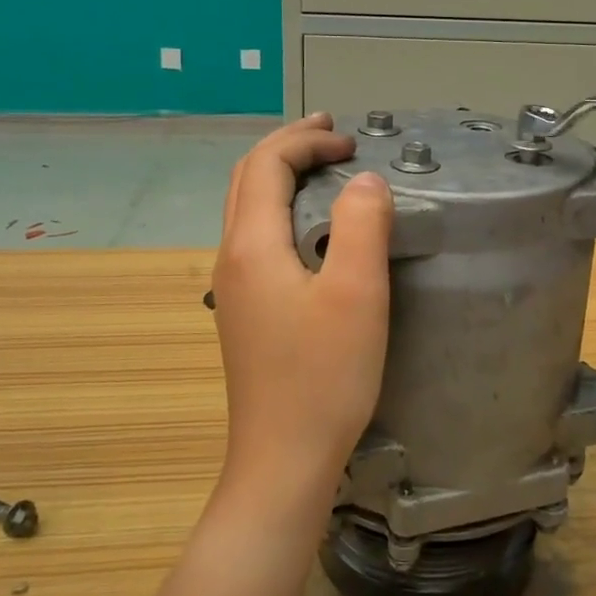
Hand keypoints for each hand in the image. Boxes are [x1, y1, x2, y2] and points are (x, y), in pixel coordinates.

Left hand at [211, 114, 392, 516]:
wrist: (283, 459)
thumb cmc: (323, 377)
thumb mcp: (356, 293)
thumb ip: (361, 224)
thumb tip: (365, 179)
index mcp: (251, 246)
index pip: (266, 165)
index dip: (305, 142)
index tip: (351, 142)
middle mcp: (231, 259)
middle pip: (247, 180)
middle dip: (287, 148)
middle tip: (330, 136)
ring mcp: (234, 288)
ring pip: (247, 209)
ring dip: (282, 178)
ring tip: (322, 168)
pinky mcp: (245, 313)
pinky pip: (256, 238)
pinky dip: (283, 210)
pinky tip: (311, 228)